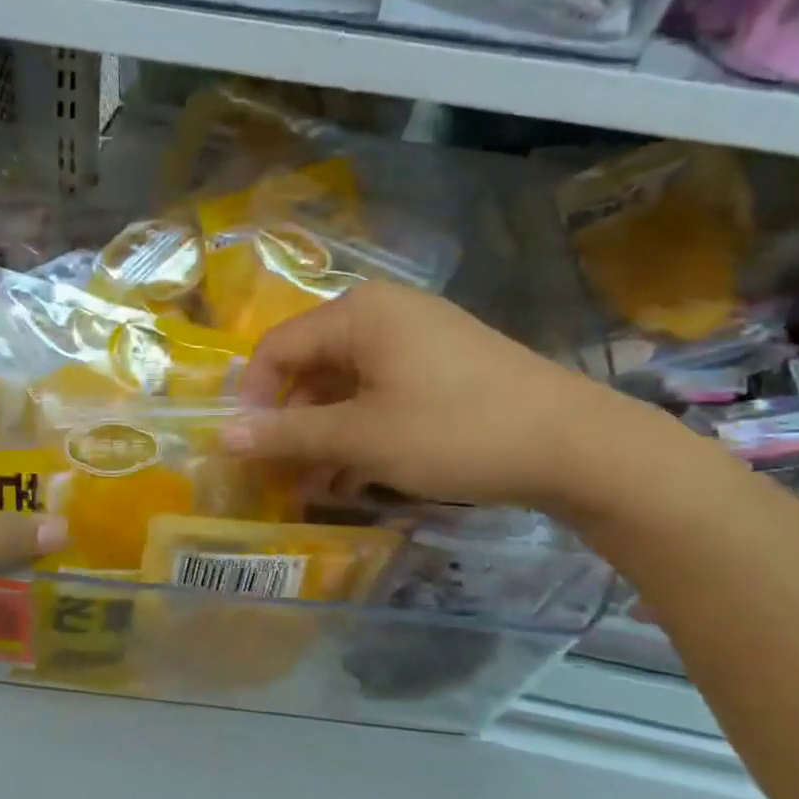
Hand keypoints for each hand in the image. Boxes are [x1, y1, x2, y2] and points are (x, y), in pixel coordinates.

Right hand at [223, 280, 654, 513]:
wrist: (576, 446)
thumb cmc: (455, 431)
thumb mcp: (362, 437)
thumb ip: (288, 434)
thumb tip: (222, 436)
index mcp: (358, 314)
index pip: (277, 348)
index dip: (254, 399)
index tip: (248, 451)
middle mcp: (384, 314)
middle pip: (311, 365)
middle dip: (290, 422)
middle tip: (279, 473)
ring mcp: (417, 339)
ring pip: (346, 384)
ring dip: (323, 433)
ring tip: (315, 484)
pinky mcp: (442, 366)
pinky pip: (381, 392)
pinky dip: (360, 429)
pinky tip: (355, 473)